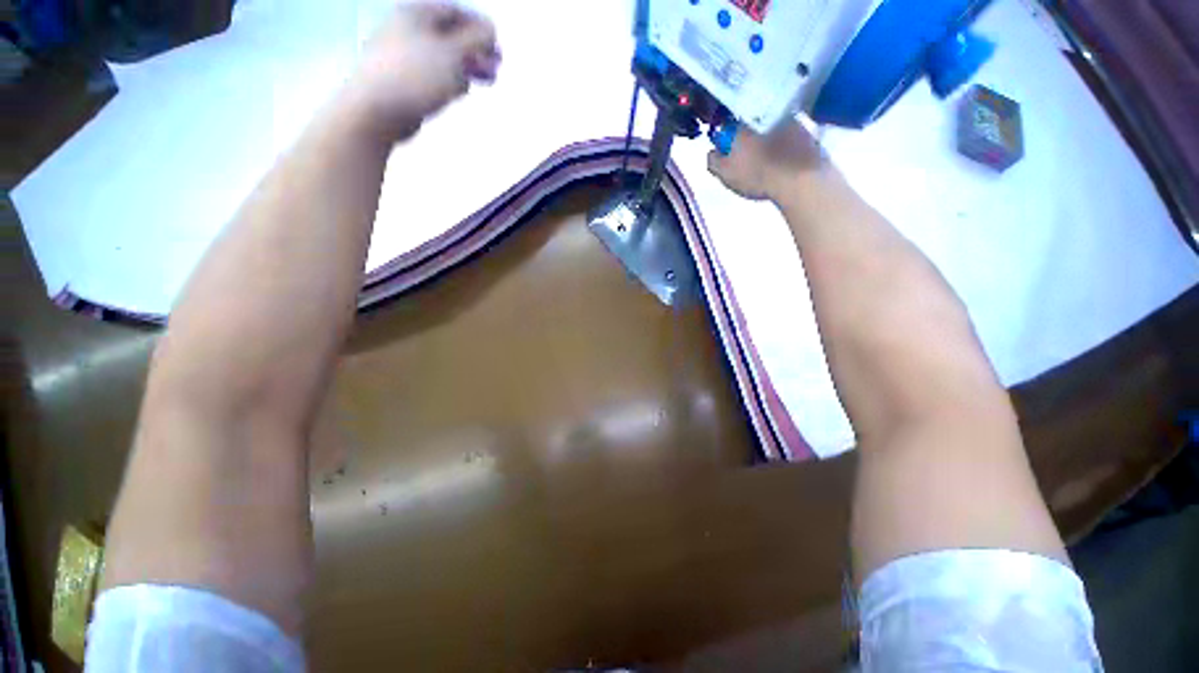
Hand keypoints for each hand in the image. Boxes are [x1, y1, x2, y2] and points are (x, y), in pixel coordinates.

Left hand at [344, 2, 500, 141]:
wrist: (376, 109)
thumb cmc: (416, 76)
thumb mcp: (453, 53)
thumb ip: (476, 39)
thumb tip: (491, 28)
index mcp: (416, 13)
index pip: (455, 11)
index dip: (480, 27)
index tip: (498, 48)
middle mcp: (408, 29)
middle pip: (450, 35)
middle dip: (476, 51)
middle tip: (496, 68)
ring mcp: (404, 56)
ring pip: (444, 57)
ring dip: (467, 67)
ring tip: (485, 81)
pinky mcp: (404, 81)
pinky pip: (433, 75)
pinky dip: (451, 80)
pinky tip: (460, 91)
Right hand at [707, 120, 828, 202]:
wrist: (801, 179)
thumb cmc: (758, 176)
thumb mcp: (725, 174)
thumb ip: (713, 161)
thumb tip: (712, 152)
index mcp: (741, 123)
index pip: (726, 125)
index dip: (724, 140)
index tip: (725, 153)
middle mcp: (764, 113)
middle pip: (748, 124)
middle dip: (745, 137)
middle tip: (745, 159)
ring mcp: (787, 119)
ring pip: (769, 127)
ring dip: (765, 138)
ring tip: (765, 161)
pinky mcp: (806, 128)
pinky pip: (788, 133)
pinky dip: (783, 143)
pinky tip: (782, 160)